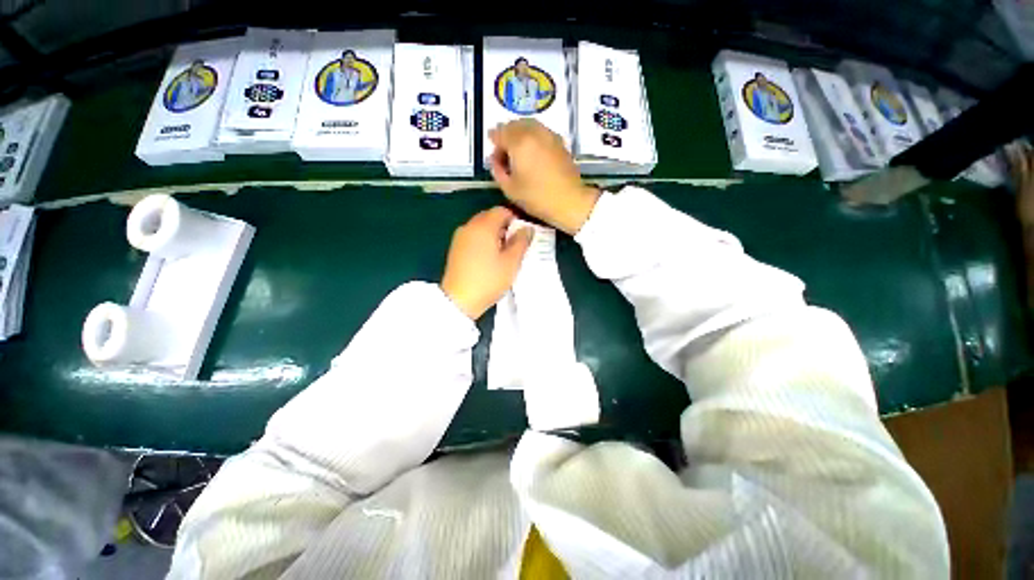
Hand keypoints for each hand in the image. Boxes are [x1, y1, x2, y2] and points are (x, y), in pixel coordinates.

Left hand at [441, 207, 533, 319]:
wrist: (459, 300)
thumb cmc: (489, 280)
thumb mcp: (511, 262)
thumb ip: (521, 242)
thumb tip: (527, 228)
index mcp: (483, 226)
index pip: (501, 211)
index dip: (515, 219)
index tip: (522, 235)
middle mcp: (469, 226)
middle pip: (489, 217)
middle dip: (504, 226)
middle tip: (514, 245)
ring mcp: (459, 237)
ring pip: (480, 227)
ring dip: (493, 234)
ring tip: (502, 253)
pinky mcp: (455, 248)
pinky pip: (472, 236)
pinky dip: (483, 241)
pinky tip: (488, 258)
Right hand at [489, 119, 600, 234]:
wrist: (569, 201)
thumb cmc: (536, 197)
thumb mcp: (509, 189)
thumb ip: (497, 170)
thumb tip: (495, 159)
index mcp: (519, 142)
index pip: (500, 132)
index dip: (493, 141)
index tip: (493, 154)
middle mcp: (534, 132)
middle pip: (515, 125)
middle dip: (506, 135)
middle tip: (504, 152)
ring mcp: (549, 135)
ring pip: (529, 125)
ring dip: (520, 134)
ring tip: (518, 153)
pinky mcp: (559, 142)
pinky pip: (541, 132)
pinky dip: (532, 137)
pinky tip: (532, 153)